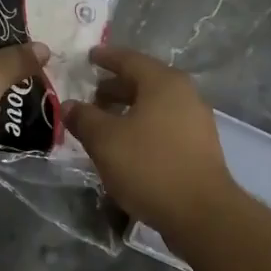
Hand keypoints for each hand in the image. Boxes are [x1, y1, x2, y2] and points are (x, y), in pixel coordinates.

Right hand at [65, 46, 239, 237]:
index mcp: (163, 83)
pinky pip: (164, 125)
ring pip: (155, 106)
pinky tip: (127, 146)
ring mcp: (196, 121)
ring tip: (104, 124)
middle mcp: (185, 94)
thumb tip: (69, 105)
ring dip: (128, 110)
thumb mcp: (105, 141)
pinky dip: (143, 127)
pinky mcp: (199, 147)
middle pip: (144, 82)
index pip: (129, 59)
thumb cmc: (150, 166)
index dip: (106, 58)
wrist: (201, 213)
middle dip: (115, 87)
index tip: (88, 57)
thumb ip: (84, 118)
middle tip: (91, 95)